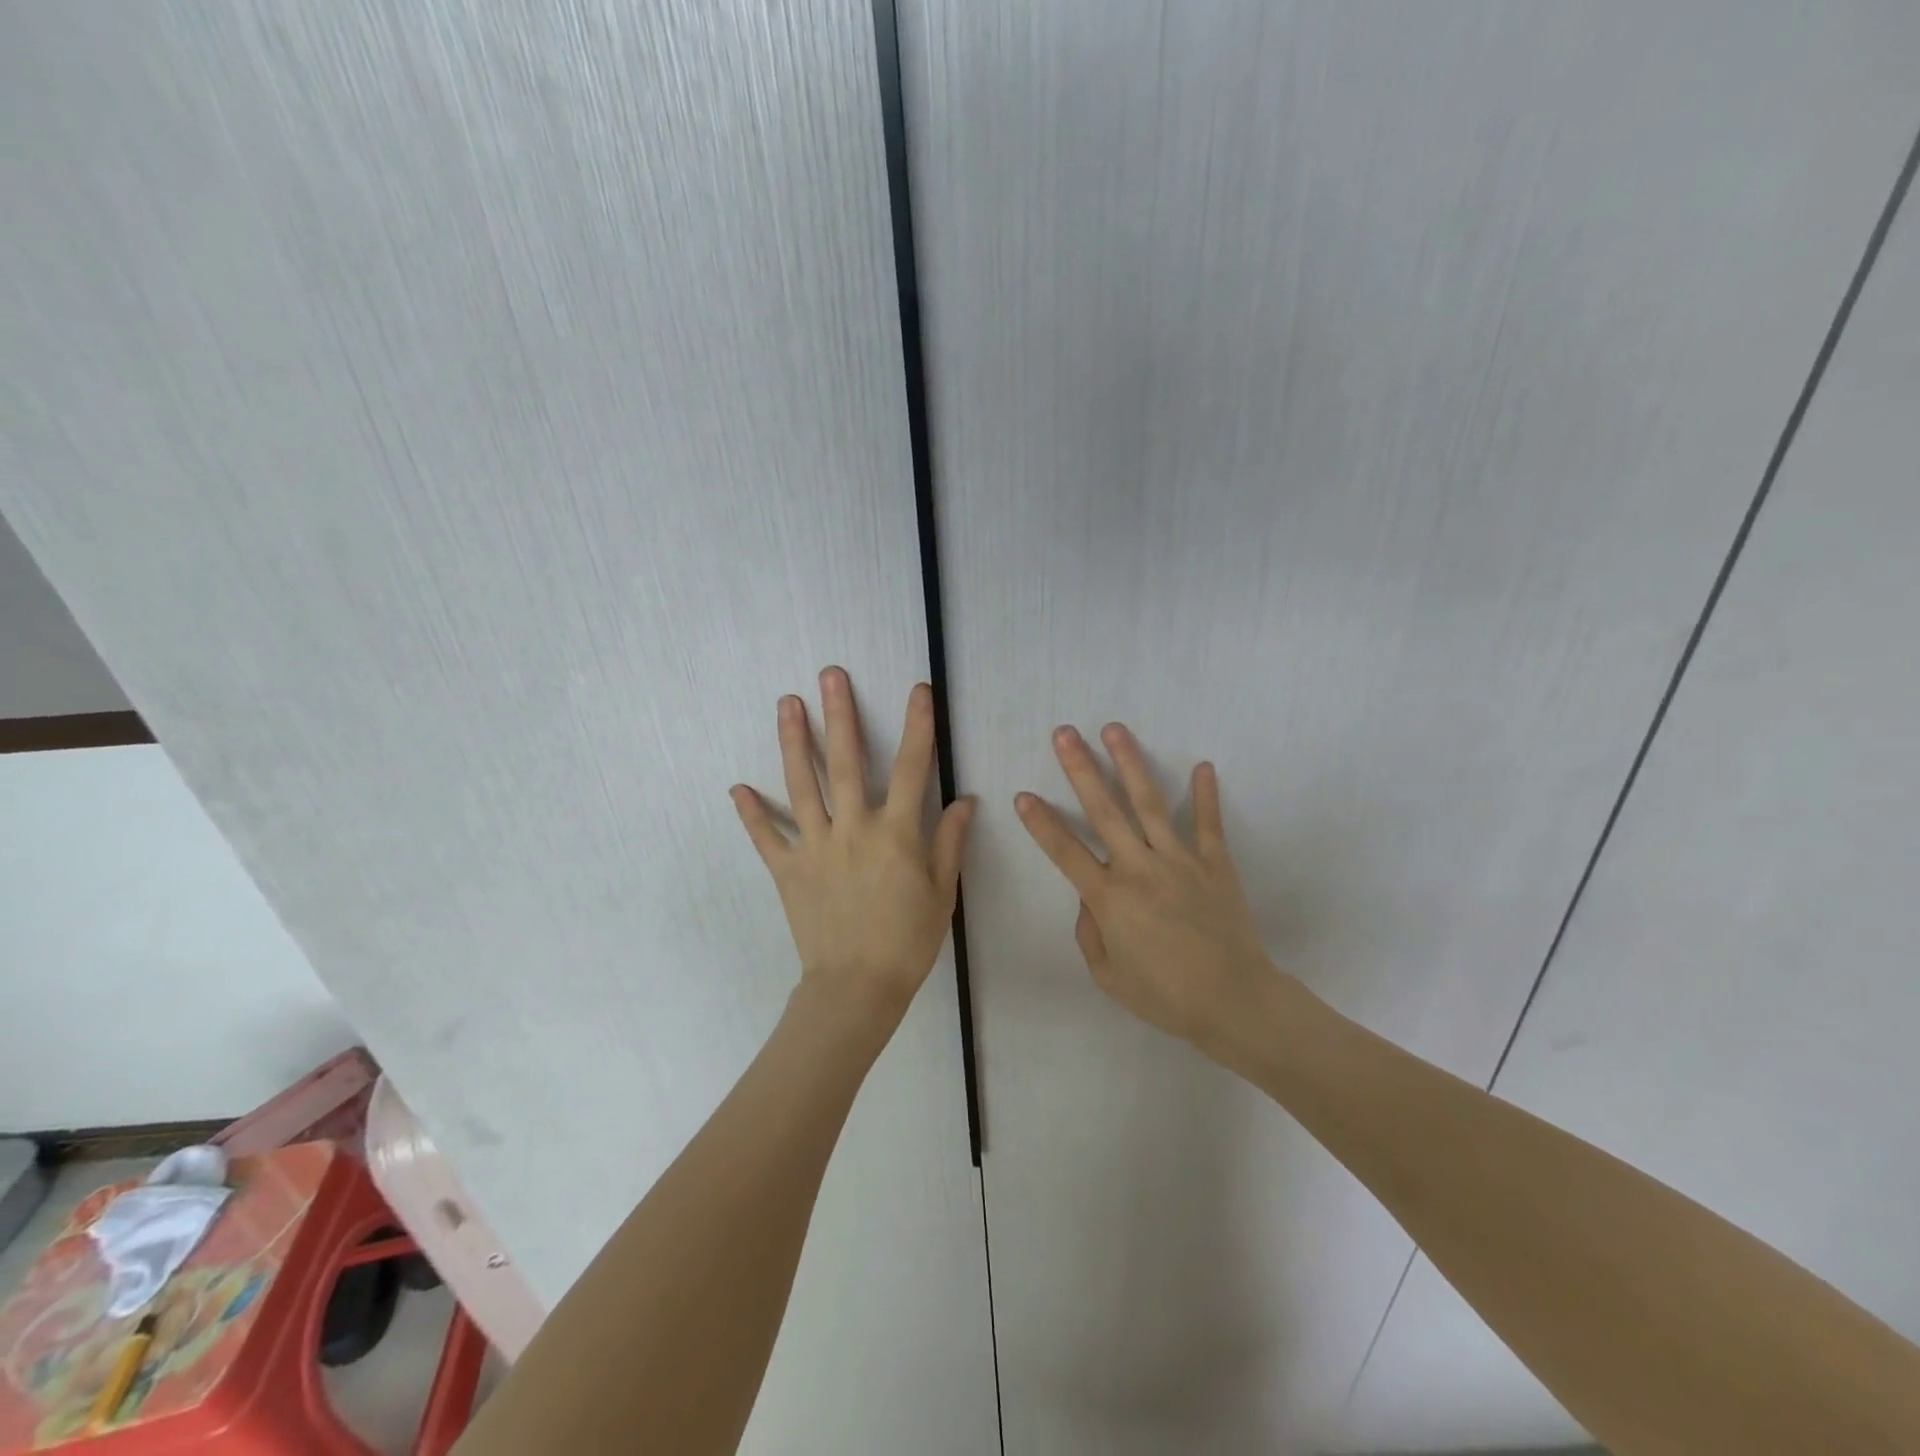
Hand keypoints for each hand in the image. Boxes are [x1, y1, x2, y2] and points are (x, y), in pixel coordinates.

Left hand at [732, 667, 974, 1026]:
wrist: (856, 988)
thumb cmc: (907, 941)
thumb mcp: (941, 893)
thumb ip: (950, 843)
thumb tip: (964, 800)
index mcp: (895, 833)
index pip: (910, 768)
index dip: (917, 726)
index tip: (918, 691)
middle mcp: (852, 829)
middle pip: (844, 762)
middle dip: (839, 715)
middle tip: (830, 675)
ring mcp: (815, 847)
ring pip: (801, 786)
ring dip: (793, 742)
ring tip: (787, 704)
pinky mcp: (788, 870)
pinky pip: (766, 837)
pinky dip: (752, 814)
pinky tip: (737, 788)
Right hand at [1015, 723, 1277, 1049]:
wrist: (1235, 1003)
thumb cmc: (1166, 996)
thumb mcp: (1108, 976)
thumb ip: (1090, 932)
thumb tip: (1088, 898)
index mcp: (1110, 898)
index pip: (1066, 852)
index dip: (1041, 823)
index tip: (1023, 795)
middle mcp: (1140, 868)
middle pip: (1104, 811)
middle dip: (1081, 769)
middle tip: (1064, 733)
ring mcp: (1180, 861)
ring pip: (1150, 803)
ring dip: (1130, 763)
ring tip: (1114, 730)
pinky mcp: (1215, 864)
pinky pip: (1208, 824)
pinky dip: (1207, 794)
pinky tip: (1204, 765)